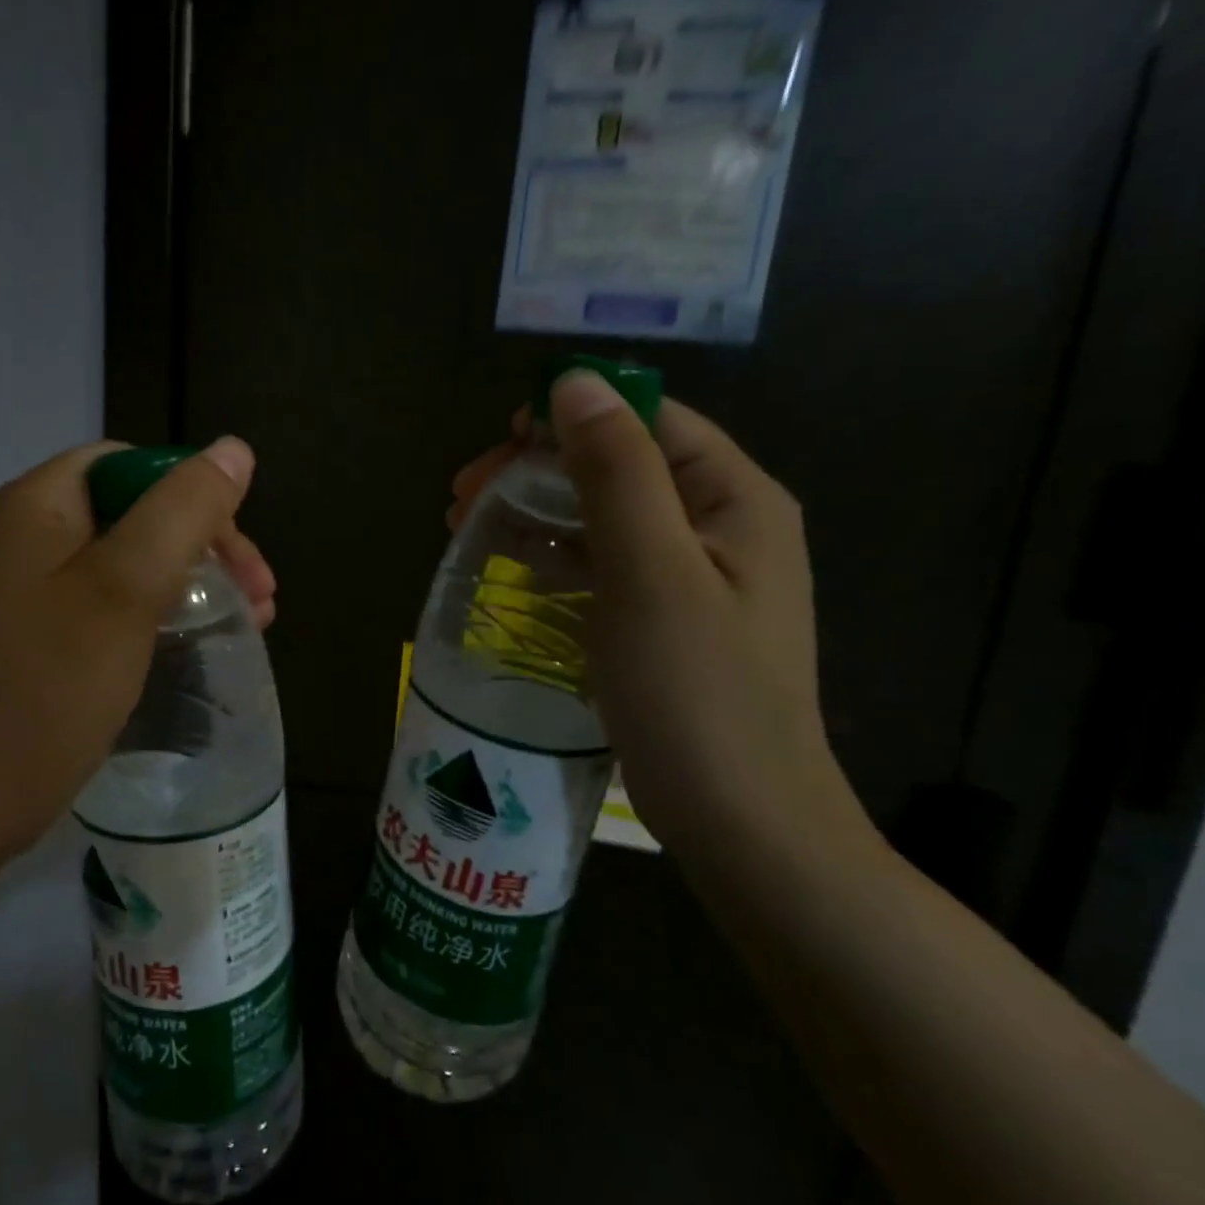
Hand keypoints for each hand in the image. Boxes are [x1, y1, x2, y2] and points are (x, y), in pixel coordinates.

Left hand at [0, 438, 271, 856]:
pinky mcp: (33, 636)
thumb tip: (233, 449)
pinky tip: (191, 641)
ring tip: (249, 619)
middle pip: (132, 511)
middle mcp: (23, 536)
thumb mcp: (127, 587)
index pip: (128, 464)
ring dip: (189, 579)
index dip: (191, 493)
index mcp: (35, 506)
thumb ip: (183, 511)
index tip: (235, 548)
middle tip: (259, 594)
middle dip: (203, 543)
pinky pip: (106, 601)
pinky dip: (156, 610)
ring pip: (126, 560)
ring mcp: (24, 590)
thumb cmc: (50, 685)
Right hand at [452, 376, 870, 858]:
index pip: (649, 418)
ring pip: (602, 514)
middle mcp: (719, 524)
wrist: (742, 823)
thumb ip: (614, 472)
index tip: (500, 438)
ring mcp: (692, 574)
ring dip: (535, 509)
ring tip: (465, 526)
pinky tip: (509, 565)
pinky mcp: (663, 616)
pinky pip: (602, 562)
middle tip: (463, 495)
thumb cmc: (696, 693)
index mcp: (733, 498)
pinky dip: (553, 554)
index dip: (573, 414)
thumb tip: (574, 382)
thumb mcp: (649, 572)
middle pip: (618, 464)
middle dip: (538, 468)